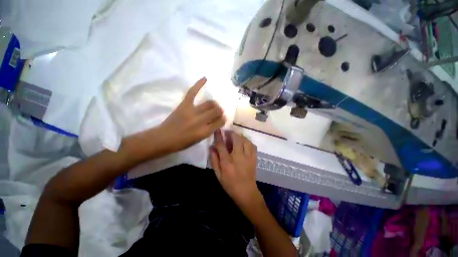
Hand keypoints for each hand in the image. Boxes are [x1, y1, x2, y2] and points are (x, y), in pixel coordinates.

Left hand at [158, 77, 225, 153]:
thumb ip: (209, 130)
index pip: (219, 122)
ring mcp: (192, 111)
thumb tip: (217, 121)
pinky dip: (198, 85)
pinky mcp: (184, 105)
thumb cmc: (183, 142)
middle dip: (219, 111)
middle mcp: (200, 121)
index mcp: (204, 131)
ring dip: (214, 104)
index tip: (222, 119)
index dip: (222, 120)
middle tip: (218, 112)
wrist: (164, 138)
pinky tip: (205, 78)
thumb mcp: (199, 140)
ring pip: (209, 103)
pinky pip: (192, 92)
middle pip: (216, 111)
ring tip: (214, 105)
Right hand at [210, 129, 261, 210]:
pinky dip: (247, 141)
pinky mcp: (254, 158)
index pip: (222, 145)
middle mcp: (238, 156)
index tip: (218, 130)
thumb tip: (212, 147)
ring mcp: (248, 156)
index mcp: (227, 161)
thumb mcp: (218, 174)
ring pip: (245, 140)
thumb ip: (214, 160)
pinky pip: (252, 145)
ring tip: (235, 136)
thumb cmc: (230, 184)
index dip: (219, 136)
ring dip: (239, 136)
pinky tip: (244, 142)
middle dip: (231, 133)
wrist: (246, 192)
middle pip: (236, 139)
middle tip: (227, 132)